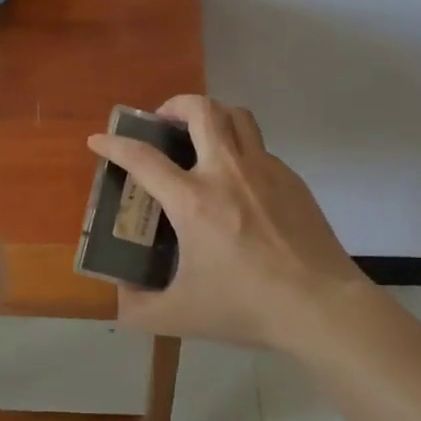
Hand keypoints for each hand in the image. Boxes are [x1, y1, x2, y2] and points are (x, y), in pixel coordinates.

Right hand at [87, 95, 371, 352]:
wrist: (321, 306)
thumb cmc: (248, 306)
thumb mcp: (182, 316)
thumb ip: (140, 309)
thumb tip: (120, 300)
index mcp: (193, 201)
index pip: (143, 158)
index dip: (114, 144)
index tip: (99, 140)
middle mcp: (227, 172)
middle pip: (201, 109)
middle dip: (174, 104)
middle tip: (162, 122)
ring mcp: (264, 169)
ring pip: (236, 116)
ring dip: (211, 114)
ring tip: (199, 134)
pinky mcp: (291, 178)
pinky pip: (259, 146)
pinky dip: (239, 147)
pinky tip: (237, 181)